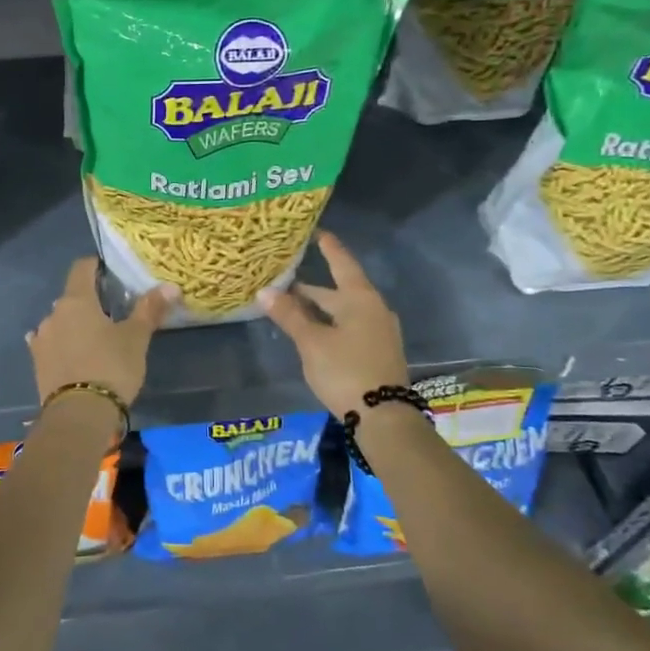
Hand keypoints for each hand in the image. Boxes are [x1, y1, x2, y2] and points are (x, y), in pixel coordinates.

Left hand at [28, 259, 175, 406]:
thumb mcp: (136, 338)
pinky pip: (49, 344)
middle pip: (71, 297)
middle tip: (112, 312)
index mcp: (76, 300)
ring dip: (73, 325)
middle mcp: (54, 314)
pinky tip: (69, 352)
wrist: (79, 415)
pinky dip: (60, 344)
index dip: (95, 266)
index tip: (111, 272)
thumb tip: (170, 285)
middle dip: (89, 300)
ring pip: (60, 322)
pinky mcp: (37, 363)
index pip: (81, 268)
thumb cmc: (111, 367)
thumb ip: (150, 309)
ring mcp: (42, 339)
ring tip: (94, 339)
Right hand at [260, 232, 408, 420]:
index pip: (341, 263)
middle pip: (340, 290)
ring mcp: (379, 332)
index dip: (328, 248)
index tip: (317, 232)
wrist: (384, 417)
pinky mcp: (378, 352)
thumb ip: (289, 315)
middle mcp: (374, 309)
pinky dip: (330, 323)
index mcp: (360, 299)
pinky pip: (351, 326)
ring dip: (320, 308)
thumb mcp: (312, 343)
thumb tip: (265, 291)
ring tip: (293, 306)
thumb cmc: (346, 371)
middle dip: (313, 287)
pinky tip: (314, 332)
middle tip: (286, 279)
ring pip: (344, 311)